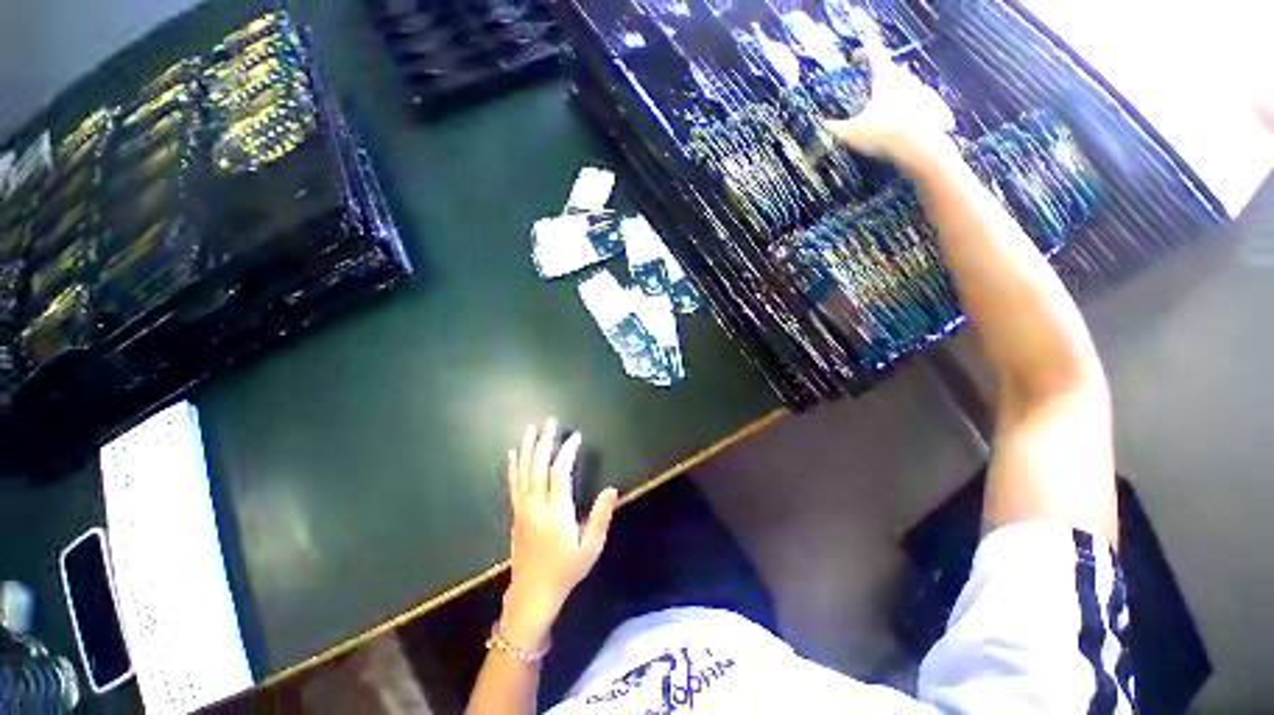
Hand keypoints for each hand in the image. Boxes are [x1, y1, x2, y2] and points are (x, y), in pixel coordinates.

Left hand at [501, 418, 617, 649]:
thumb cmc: (565, 571)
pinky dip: (514, 466)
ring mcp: (523, 508)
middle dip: (544, 442)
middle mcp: (536, 505)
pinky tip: (513, 454)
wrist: (532, 594)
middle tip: (549, 422)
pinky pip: (513, 484)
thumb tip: (612, 490)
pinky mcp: (516, 513)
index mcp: (556, 512)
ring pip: (523, 472)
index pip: (560, 472)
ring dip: (527, 448)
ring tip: (530, 429)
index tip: (575, 436)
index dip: (567, 451)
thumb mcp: (590, 548)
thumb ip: (600, 517)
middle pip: (538, 466)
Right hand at [825, 42, 955, 168]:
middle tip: (875, 81)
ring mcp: (924, 93)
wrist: (919, 148)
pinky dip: (916, 106)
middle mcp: (907, 80)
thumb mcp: (850, 133)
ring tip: (891, 101)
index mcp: (885, 79)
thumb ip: (833, 127)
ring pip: (911, 85)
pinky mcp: (935, 109)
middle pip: (895, 70)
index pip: (874, 56)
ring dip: (901, 89)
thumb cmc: (882, 134)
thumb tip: (815, 124)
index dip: (863, 54)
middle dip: (884, 73)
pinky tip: (912, 116)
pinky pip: (924, 103)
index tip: (854, 58)